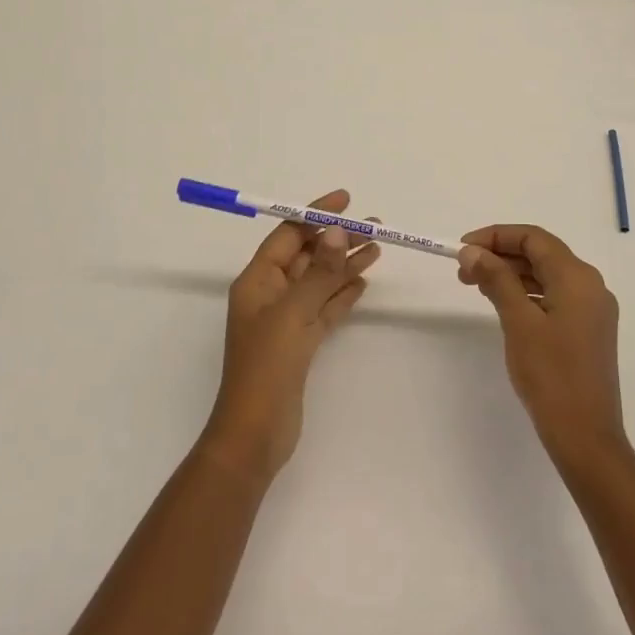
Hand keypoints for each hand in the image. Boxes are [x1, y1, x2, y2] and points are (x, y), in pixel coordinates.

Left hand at [199, 190, 380, 483]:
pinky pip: (324, 308)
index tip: (345, 200)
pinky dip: (342, 294)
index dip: (314, 214)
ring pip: (319, 282)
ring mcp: (286, 320)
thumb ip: (318, 272)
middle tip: (375, 227)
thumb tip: (336, 230)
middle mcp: (270, 294)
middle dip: (337, 239)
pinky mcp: (301, 343)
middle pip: (307, 256)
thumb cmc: (266, 366)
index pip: (287, 234)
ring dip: (345, 264)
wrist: (256, 433)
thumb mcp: (293, 312)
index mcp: (257, 280)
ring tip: (378, 248)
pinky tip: (362, 281)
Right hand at [458, 225, 625, 468]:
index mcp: (578, 278)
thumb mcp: (518, 322)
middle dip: (500, 255)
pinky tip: (502, 304)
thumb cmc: (551, 376)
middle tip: (463, 270)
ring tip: (475, 285)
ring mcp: (592, 309)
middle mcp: (591, 286)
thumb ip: (496, 280)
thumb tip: (472, 251)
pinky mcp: (588, 330)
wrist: (586, 437)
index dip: (496, 236)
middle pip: (541, 254)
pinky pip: (554, 296)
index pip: (534, 238)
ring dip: (511, 274)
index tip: (462, 248)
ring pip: (547, 275)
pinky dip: (526, 293)